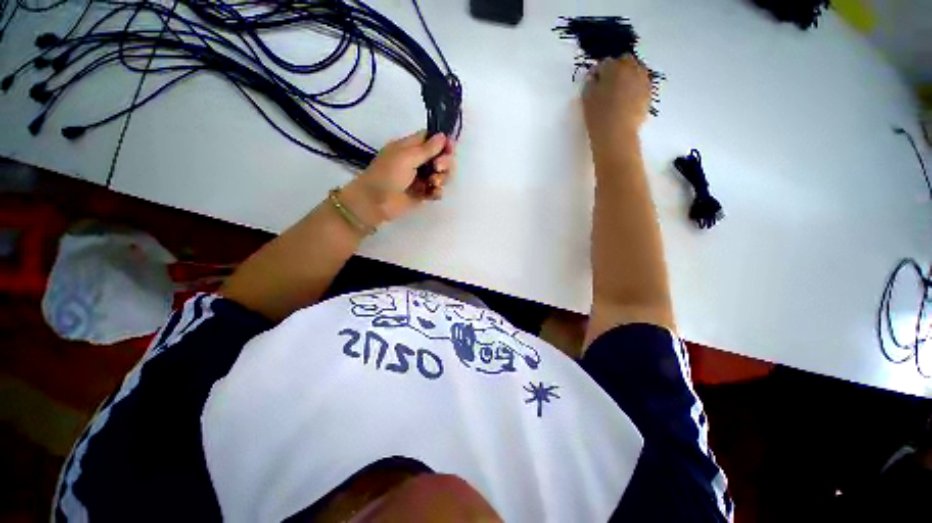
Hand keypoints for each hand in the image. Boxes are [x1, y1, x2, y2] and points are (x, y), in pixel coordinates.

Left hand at [341, 131, 455, 226]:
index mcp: (410, 147)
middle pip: (441, 157)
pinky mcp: (423, 194)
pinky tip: (432, 193)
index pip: (431, 139)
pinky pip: (437, 190)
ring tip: (433, 183)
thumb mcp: (406, 157)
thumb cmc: (387, 174)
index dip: (443, 142)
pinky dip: (437, 191)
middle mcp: (418, 161)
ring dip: (442, 177)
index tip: (450, 148)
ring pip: (442, 174)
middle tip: (438, 168)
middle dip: (445, 162)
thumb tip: (443, 136)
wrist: (376, 202)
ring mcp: (421, 178)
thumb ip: (427, 149)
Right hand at [582, 56, 650, 152]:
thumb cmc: (598, 116)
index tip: (594, 82)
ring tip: (619, 92)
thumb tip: (595, 78)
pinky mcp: (648, 93)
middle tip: (608, 84)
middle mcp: (631, 69)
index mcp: (614, 68)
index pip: (605, 63)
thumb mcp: (587, 99)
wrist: (616, 134)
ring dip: (628, 76)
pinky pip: (641, 84)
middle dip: (617, 69)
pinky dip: (634, 87)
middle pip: (624, 61)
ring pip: (636, 71)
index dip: (598, 72)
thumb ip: (591, 84)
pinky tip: (626, 101)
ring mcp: (642, 80)